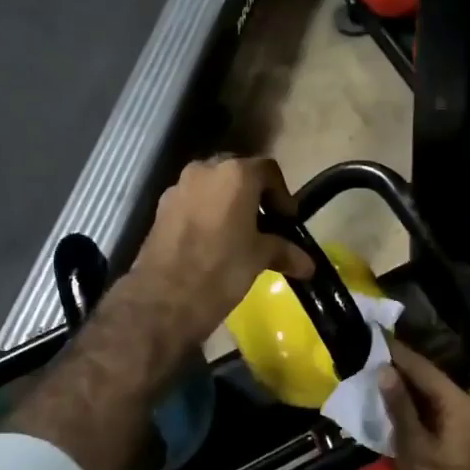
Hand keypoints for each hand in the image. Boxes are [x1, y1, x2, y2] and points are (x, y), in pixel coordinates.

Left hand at [126, 156, 314, 345]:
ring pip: (212, 187)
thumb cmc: (221, 270)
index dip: (283, 196)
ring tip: (239, 236)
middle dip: (254, 196)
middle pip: (238, 174)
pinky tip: (212, 243)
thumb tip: (308, 265)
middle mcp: (205, 170)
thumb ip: (284, 251)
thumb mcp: (259, 258)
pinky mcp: (161, 209)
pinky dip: (206, 214)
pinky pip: (192, 202)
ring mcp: (178, 188)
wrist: (163, 299)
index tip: (287, 222)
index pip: (268, 171)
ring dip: (228, 204)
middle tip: (265, 225)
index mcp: (235, 174)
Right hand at [380, 338, 469, 469]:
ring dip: (407, 396)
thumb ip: (400, 409)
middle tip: (365, 361)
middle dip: (400, 374)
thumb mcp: (414, 452)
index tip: (373, 336)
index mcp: (465, 408)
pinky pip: (441, 420)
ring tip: (372, 383)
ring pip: (436, 403)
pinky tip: (393, 415)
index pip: (426, 370)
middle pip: (433, 384)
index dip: (398, 354)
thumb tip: (384, 370)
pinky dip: (419, 415)